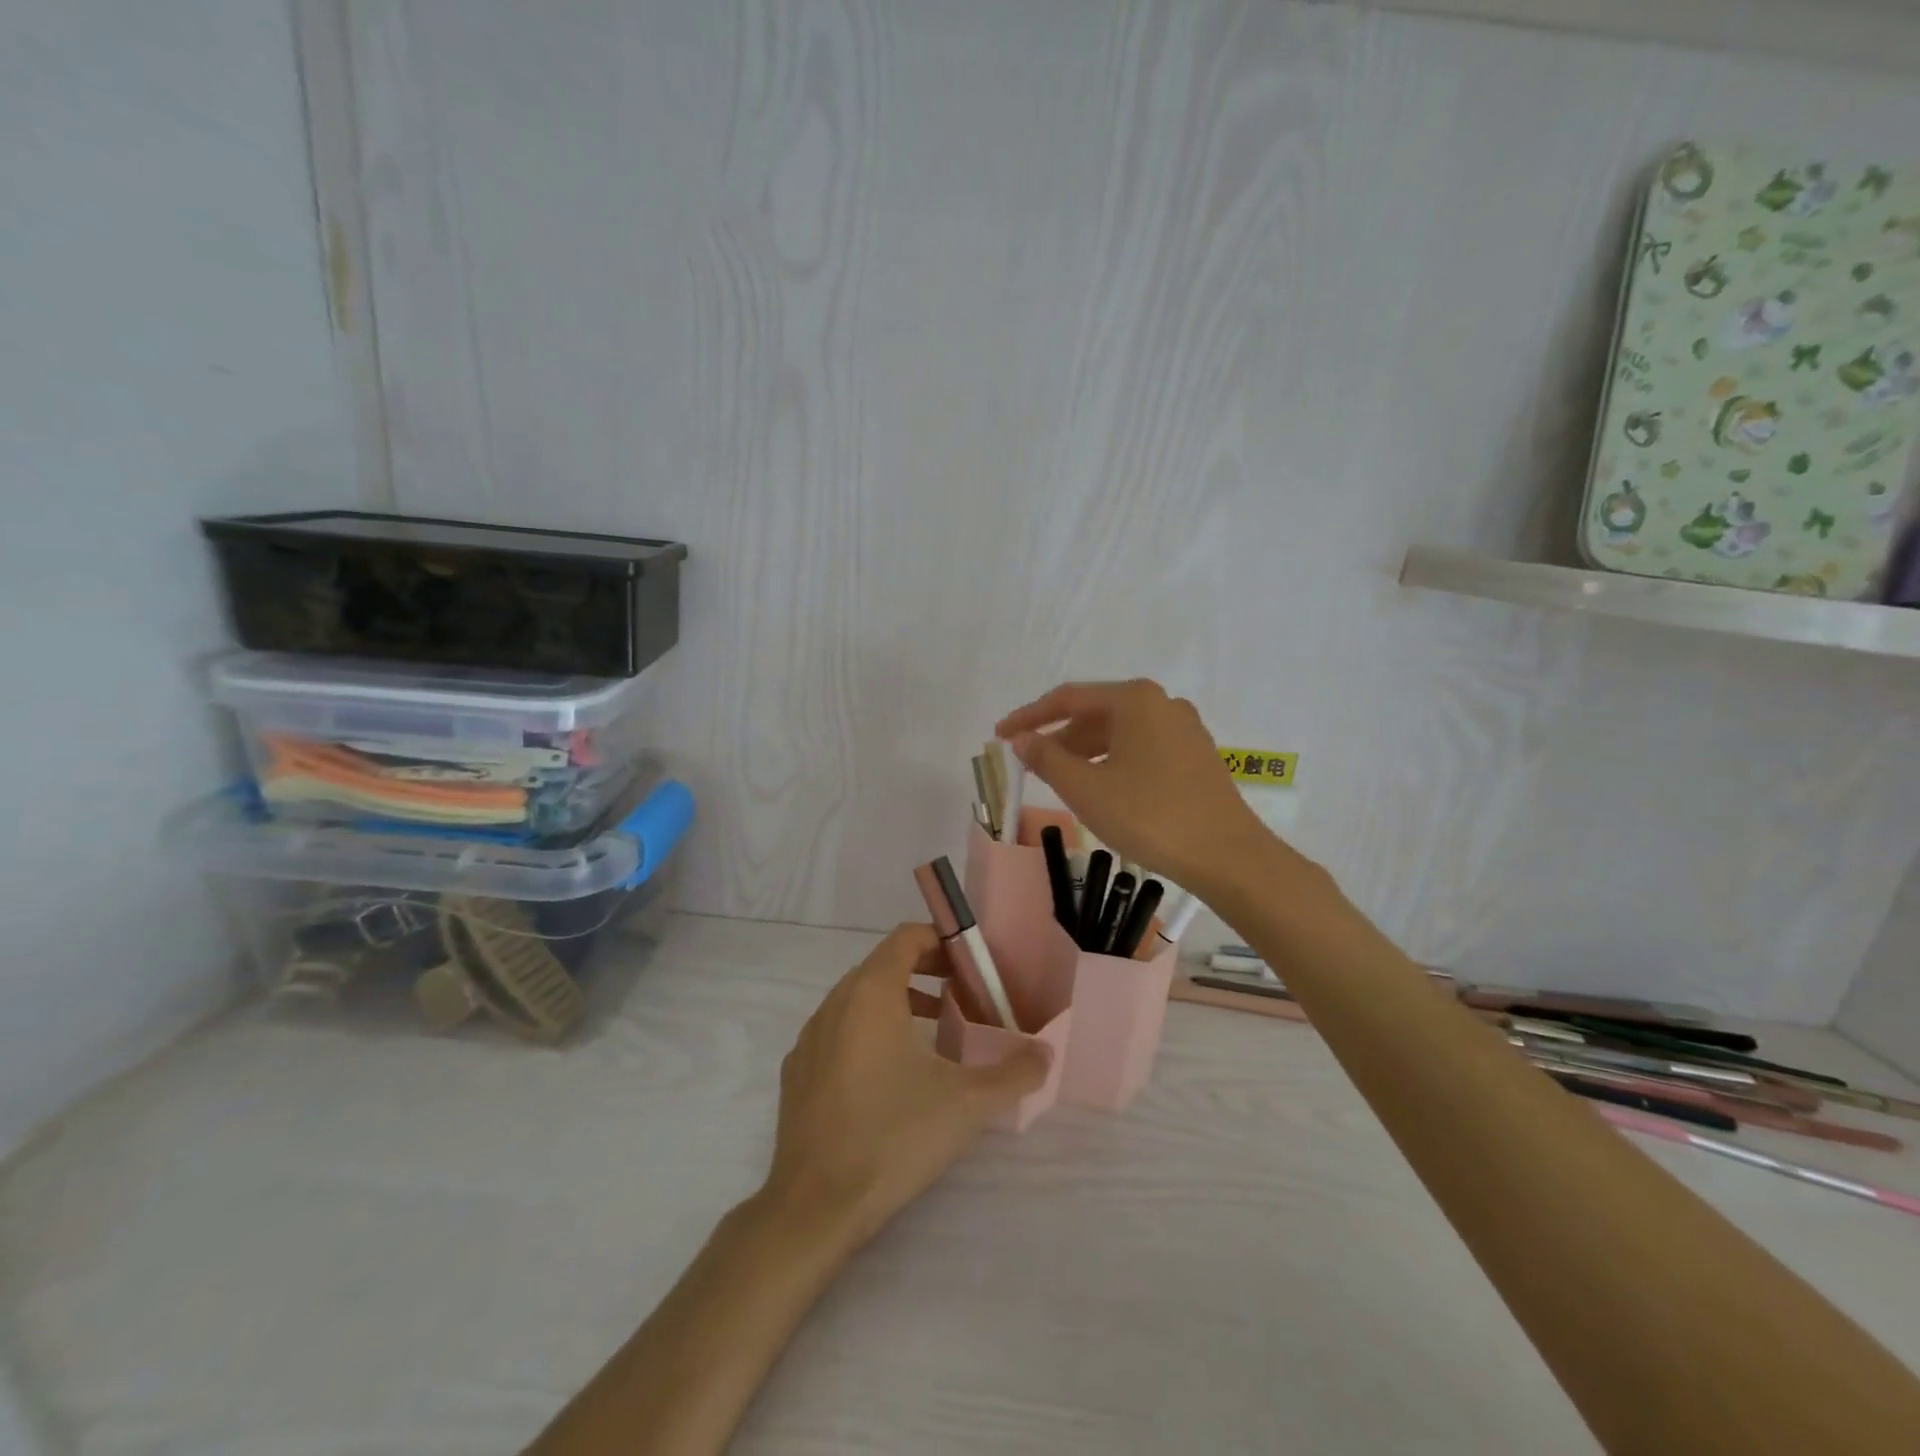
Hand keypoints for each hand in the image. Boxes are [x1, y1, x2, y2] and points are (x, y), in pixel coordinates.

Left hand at [763, 924, 1049, 1247]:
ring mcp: (810, 1036)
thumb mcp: (967, 1104)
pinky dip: (868, 1031)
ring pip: (859, 998)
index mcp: (871, 993)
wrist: (814, 1205)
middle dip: (926, 971)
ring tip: (937, 1031)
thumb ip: (1014, 1072)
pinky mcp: (797, 1070)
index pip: (906, 938)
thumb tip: (1045, 1053)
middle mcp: (835, 1002)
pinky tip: (891, 1075)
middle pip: (883, 963)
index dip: (941, 941)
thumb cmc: (893, 1137)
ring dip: (899, 1001)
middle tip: (963, 996)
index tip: (971, 965)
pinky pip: (838, 1029)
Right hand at [996, 679, 1268, 892]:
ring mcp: (1184, 729)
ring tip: (1060, 781)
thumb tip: (1022, 740)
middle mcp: (1162, 703)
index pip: (1068, 698)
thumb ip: (1047, 758)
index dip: (1029, 717)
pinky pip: (1141, 748)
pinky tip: (1101, 789)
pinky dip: (1112, 762)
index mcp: (1135, 699)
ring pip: (1120, 733)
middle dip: (1059, 737)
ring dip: (1085, 753)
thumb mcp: (1085, 788)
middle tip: (1030, 764)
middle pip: (1096, 713)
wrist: (1226, 855)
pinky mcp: (1196, 756)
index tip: (1000, 735)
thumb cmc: (1149, 815)